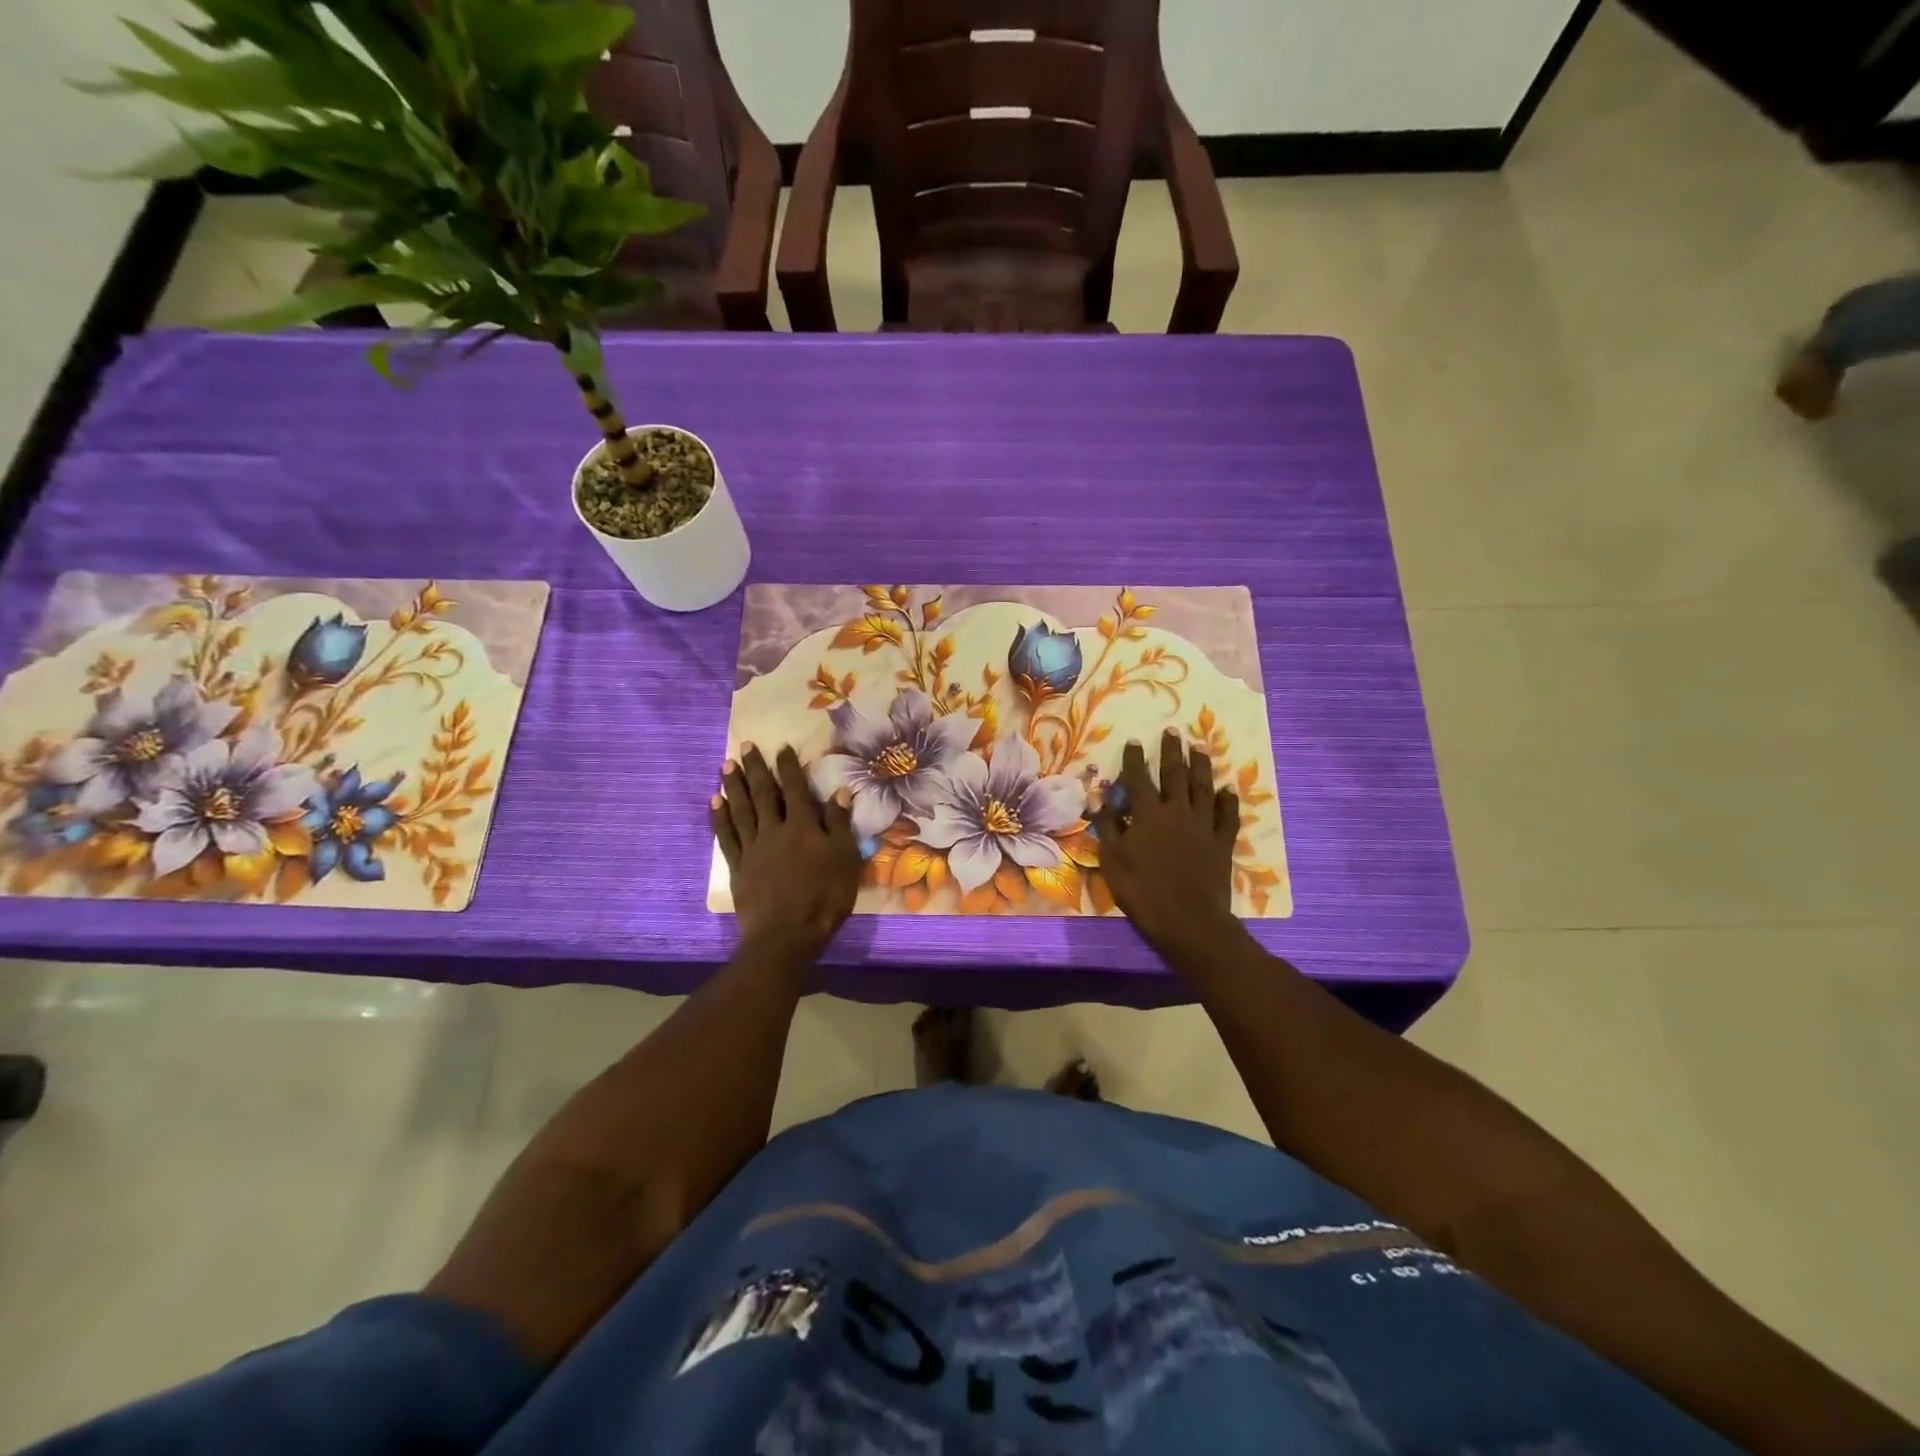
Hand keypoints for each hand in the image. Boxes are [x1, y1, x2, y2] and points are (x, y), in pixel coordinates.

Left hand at [713, 744, 860, 959]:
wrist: (787, 935)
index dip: (788, 767)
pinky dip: (720, 818)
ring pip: (741, 809)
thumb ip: (840, 824)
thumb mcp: (845, 859)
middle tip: (745, 746)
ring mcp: (753, 848)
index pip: (795, 789)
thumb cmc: (825, 898)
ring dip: (734, 786)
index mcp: (804, 826)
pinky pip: (727, 836)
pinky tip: (714, 802)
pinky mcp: (738, 867)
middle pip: (764, 793)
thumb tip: (839, 791)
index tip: (781, 747)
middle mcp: (775, 830)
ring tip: (726, 765)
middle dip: (756, 768)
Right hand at [1093, 730, 1240, 961]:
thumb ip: (1108, 825)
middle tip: (1172, 732)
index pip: (1139, 779)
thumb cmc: (1142, 892)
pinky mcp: (1221, 843)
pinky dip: (1227, 801)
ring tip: (1199, 748)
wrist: (1188, 921)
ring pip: (1203, 788)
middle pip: (1175, 774)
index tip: (1134, 740)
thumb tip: (1100, 795)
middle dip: (1171, 751)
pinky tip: (1227, 790)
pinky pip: (1227, 816)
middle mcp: (1177, 812)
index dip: (1135, 759)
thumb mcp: (1113, 860)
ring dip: (1201, 766)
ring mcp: (1203, 826)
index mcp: (1148, 815)